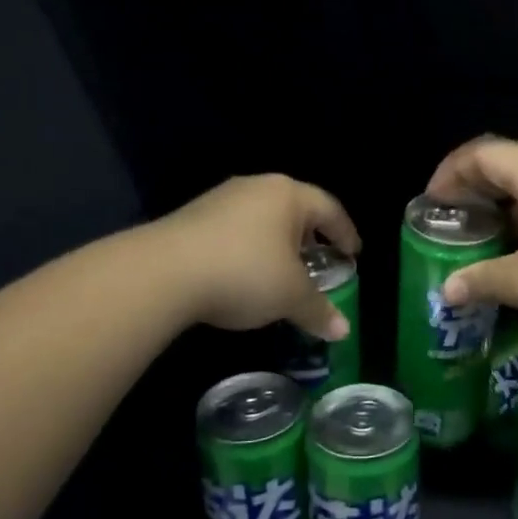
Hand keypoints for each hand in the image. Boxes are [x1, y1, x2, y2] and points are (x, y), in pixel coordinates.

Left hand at [151, 175, 360, 339]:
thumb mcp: (289, 295)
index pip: (329, 208)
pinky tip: (243, 275)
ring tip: (280, 272)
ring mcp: (221, 199)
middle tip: (318, 262)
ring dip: (276, 243)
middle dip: (309, 237)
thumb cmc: (244, 272)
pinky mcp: (192, 217)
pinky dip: (248, 249)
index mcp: (288, 195)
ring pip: (262, 218)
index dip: (345, 232)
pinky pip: (234, 230)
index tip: (353, 254)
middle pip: (294, 209)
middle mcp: (256, 187)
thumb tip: (343, 331)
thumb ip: (319, 310)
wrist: (164, 272)